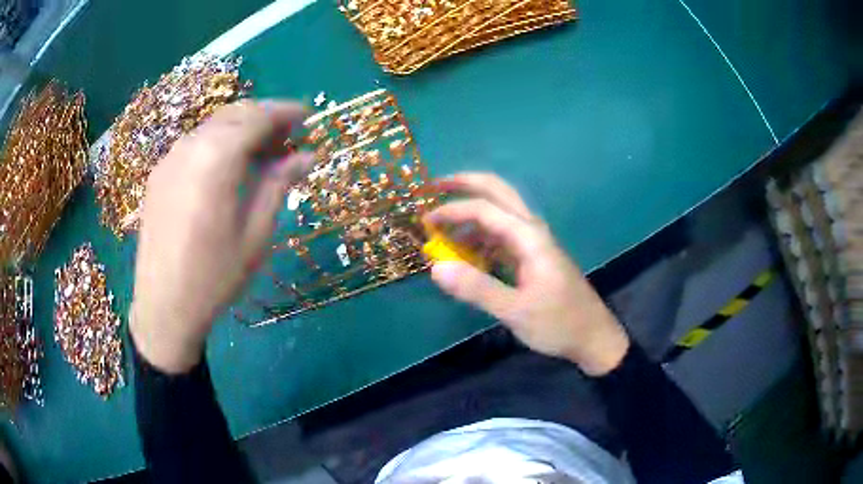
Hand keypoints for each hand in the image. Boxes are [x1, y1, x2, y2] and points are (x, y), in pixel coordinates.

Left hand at [130, 100, 311, 373]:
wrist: (164, 307)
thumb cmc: (216, 275)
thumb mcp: (256, 232)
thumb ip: (280, 184)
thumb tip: (307, 156)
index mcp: (218, 157)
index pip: (259, 116)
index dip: (286, 112)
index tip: (308, 116)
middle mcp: (191, 145)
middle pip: (235, 114)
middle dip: (265, 117)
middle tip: (287, 138)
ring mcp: (170, 159)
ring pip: (213, 126)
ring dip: (240, 129)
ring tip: (259, 154)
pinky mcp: (158, 175)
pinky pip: (194, 144)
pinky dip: (217, 143)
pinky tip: (225, 169)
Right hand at [426, 173, 629, 375]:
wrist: (592, 337)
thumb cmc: (559, 323)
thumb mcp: (516, 311)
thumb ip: (477, 288)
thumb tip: (436, 267)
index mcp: (529, 237)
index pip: (484, 209)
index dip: (452, 211)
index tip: (424, 222)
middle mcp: (531, 231)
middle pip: (498, 192)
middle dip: (465, 184)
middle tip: (434, 188)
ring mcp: (532, 243)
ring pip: (498, 213)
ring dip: (470, 213)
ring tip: (441, 227)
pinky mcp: (531, 258)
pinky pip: (500, 237)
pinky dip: (479, 237)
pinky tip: (464, 254)